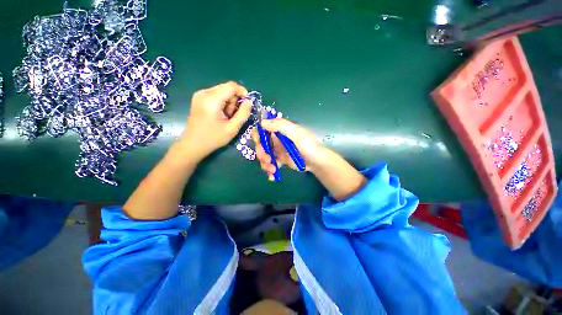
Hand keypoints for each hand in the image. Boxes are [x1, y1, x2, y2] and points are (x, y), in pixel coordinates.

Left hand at [178, 82, 251, 160]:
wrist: (193, 145)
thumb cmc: (213, 138)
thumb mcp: (232, 128)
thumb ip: (243, 114)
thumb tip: (250, 102)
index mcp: (212, 100)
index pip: (231, 86)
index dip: (243, 92)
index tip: (247, 105)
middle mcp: (204, 93)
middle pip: (227, 88)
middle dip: (235, 100)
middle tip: (234, 116)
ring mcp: (200, 95)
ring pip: (222, 92)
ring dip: (229, 103)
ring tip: (226, 117)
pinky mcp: (199, 98)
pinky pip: (216, 95)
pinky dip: (222, 104)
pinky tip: (220, 115)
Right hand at [253, 118, 326, 180]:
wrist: (316, 162)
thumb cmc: (308, 146)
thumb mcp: (296, 134)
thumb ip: (280, 126)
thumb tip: (262, 122)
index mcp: (279, 131)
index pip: (262, 129)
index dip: (257, 135)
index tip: (259, 143)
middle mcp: (276, 140)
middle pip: (260, 145)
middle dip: (261, 154)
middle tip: (268, 160)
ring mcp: (277, 151)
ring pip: (264, 156)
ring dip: (265, 164)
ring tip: (273, 170)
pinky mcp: (280, 161)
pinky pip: (270, 165)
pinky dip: (269, 171)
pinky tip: (273, 176)